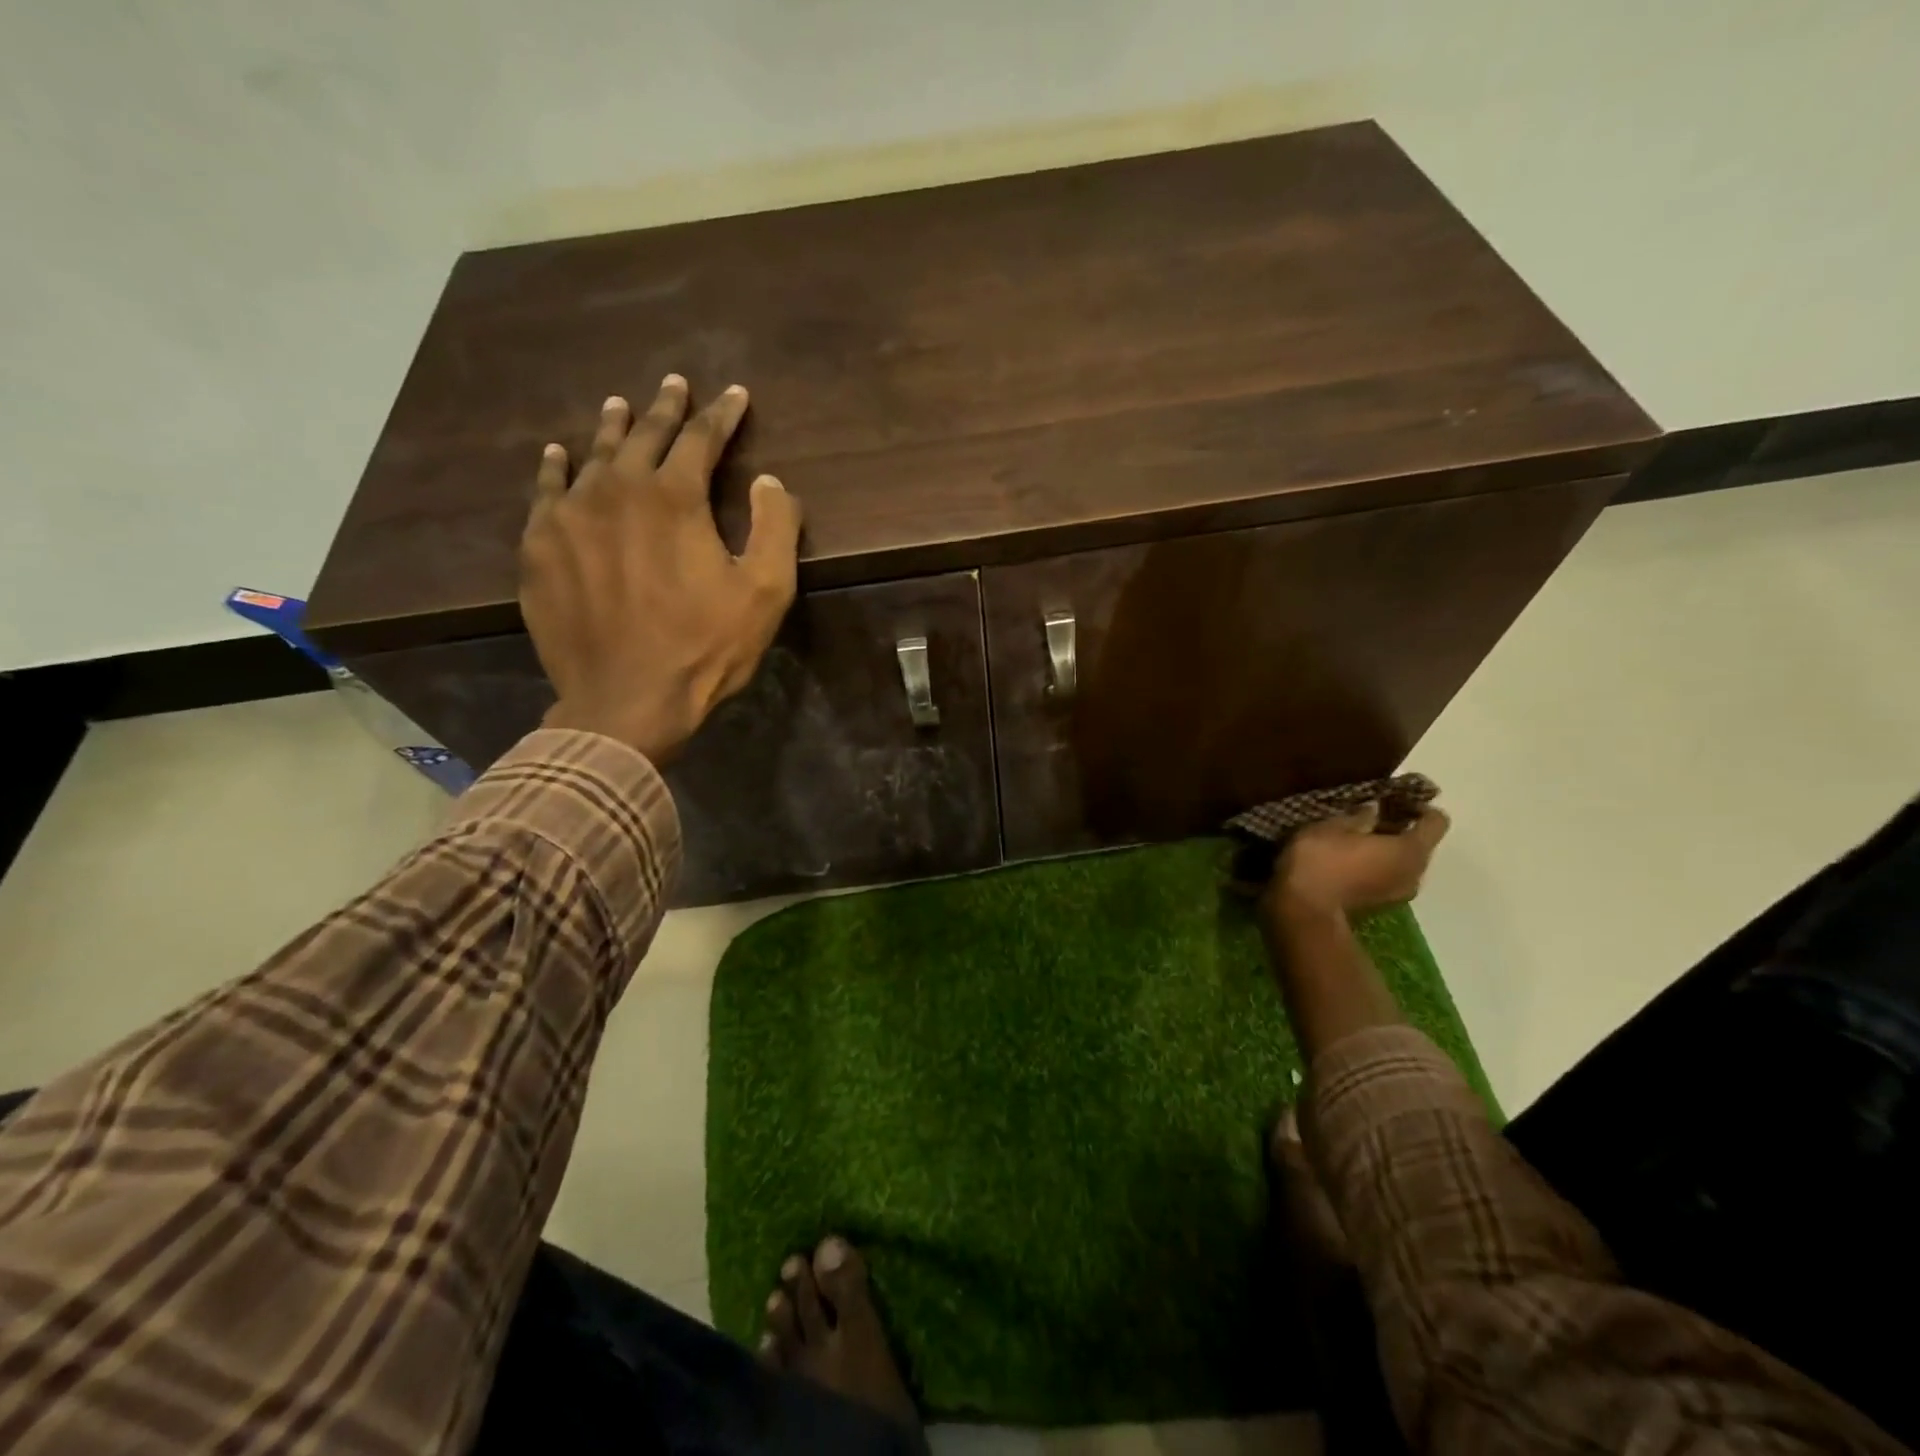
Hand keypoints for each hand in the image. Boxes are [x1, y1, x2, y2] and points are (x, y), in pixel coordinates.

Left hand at [519, 375, 801, 761]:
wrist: (625, 701)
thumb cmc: (705, 648)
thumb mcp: (765, 593)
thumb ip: (775, 528)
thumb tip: (769, 481)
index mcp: (675, 498)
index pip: (701, 439)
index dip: (722, 415)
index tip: (735, 396)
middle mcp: (617, 490)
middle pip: (644, 436)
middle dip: (665, 408)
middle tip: (675, 384)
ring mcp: (570, 516)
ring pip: (593, 456)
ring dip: (613, 429)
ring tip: (621, 406)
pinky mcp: (540, 547)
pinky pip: (546, 492)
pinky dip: (556, 467)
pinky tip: (559, 455)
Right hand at [1267, 802, 1449, 921]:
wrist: (1302, 910)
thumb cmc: (1321, 860)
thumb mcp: (1333, 826)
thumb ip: (1359, 815)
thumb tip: (1373, 811)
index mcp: (1411, 850)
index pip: (1437, 821)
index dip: (1419, 806)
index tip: (1392, 799)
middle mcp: (1416, 873)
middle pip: (1421, 843)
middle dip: (1400, 827)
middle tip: (1369, 816)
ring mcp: (1400, 893)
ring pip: (1405, 862)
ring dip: (1387, 848)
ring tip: (1356, 838)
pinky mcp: (1381, 905)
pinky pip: (1389, 877)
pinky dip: (1377, 865)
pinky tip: (1349, 859)